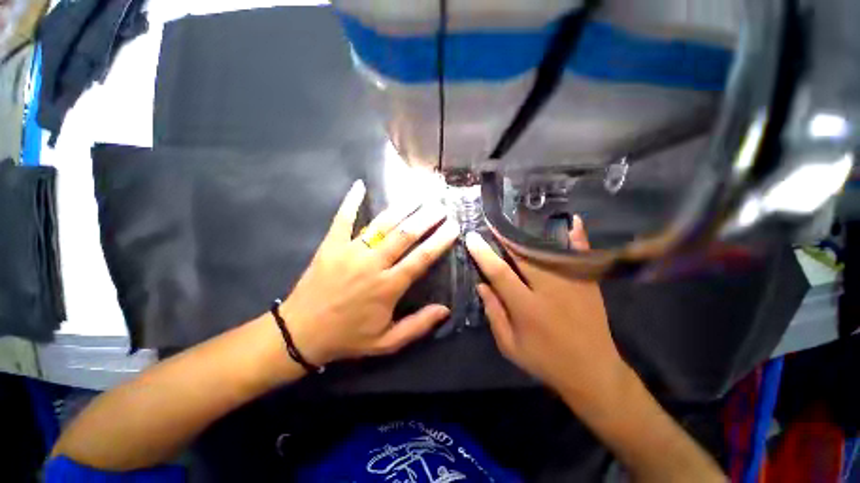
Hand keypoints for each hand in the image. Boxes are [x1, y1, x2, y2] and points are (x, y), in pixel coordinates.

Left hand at [280, 180, 459, 366]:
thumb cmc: (348, 338)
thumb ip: (417, 325)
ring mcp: (350, 251)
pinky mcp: (331, 245)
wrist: (300, 334)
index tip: (453, 227)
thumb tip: (445, 310)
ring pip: (381, 224)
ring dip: (402, 208)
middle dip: (426, 218)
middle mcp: (372, 264)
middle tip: (440, 206)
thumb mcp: (386, 342)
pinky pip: (342, 218)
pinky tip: (360, 184)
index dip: (440, 241)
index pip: (421, 258)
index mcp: (388, 286)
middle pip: (405, 235)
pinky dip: (351, 201)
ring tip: (418, 195)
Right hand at [465, 217, 628, 407]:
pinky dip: (577, 237)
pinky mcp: (589, 283)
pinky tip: (573, 221)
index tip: (471, 237)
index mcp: (527, 308)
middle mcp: (550, 290)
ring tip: (516, 221)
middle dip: (505, 237)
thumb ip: (494, 313)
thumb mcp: (510, 345)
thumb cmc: (545, 361)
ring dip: (530, 235)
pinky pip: (581, 256)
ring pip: (548, 252)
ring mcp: (573, 283)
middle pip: (524, 255)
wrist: (593, 372)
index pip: (500, 273)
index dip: (483, 254)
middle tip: (492, 223)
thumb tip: (481, 285)